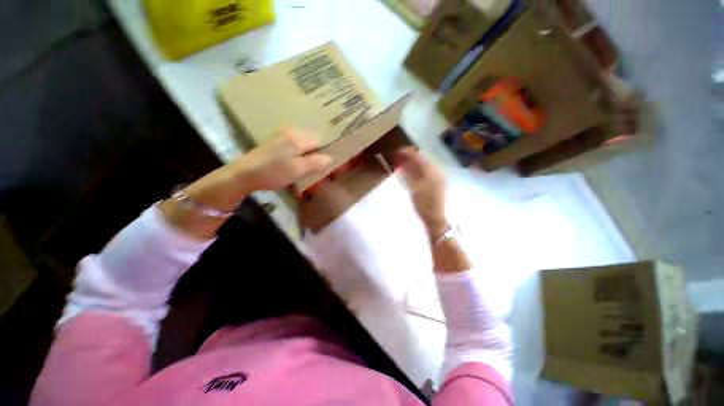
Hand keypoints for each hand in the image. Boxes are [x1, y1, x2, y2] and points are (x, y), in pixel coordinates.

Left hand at [232, 128, 331, 191]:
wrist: (244, 174)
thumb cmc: (272, 172)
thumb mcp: (297, 170)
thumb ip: (315, 163)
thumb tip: (330, 158)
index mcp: (297, 137)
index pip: (320, 141)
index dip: (326, 153)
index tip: (327, 166)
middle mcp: (291, 132)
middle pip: (312, 142)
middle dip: (317, 155)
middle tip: (318, 170)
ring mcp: (282, 136)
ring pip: (304, 145)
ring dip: (309, 156)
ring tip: (308, 170)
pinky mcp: (276, 142)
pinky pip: (295, 146)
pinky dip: (300, 155)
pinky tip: (297, 165)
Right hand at [395, 147, 447, 236]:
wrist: (435, 219)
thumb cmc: (424, 205)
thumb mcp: (414, 189)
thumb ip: (409, 174)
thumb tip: (403, 162)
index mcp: (432, 173)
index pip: (420, 158)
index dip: (409, 153)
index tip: (398, 151)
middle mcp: (437, 173)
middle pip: (423, 161)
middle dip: (411, 157)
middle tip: (399, 156)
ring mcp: (438, 179)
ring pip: (424, 167)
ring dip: (414, 164)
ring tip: (403, 163)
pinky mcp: (437, 185)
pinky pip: (426, 173)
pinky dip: (418, 171)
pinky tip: (411, 172)